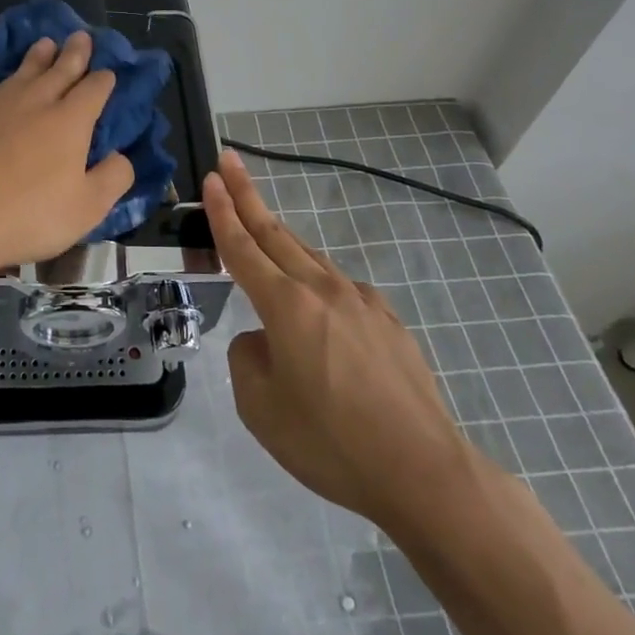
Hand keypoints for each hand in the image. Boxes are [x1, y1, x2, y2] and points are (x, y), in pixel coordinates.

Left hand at [0, 33, 134, 280]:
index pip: (94, 89)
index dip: (104, 80)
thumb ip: (112, 178)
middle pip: (61, 69)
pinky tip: (12, 82)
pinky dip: (15, 75)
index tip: (109, 73)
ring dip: (40, 56)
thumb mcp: (87, 208)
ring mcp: (1, 106)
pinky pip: (3, 85)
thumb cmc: (29, 214)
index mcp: (70, 120)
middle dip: (75, 53)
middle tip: (81, 36)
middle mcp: (38, 102)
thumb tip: (120, 156)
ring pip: (27, 71)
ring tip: (47, 43)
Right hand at [205, 150, 478, 533]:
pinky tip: (320, 307)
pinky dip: (318, 283)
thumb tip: (261, 339)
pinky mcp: (388, 322)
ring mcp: (360, 302)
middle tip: (228, 162)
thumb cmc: (332, 444)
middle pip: (275, 233)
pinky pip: (341, 290)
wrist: (423, 472)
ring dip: (280, 236)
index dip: (222, 211)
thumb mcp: (261, 409)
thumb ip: (247, 360)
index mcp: (285, 306)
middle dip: (247, 195)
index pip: (242, 247)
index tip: (211, 177)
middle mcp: (322, 290)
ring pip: (309, 257)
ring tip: (262, 227)